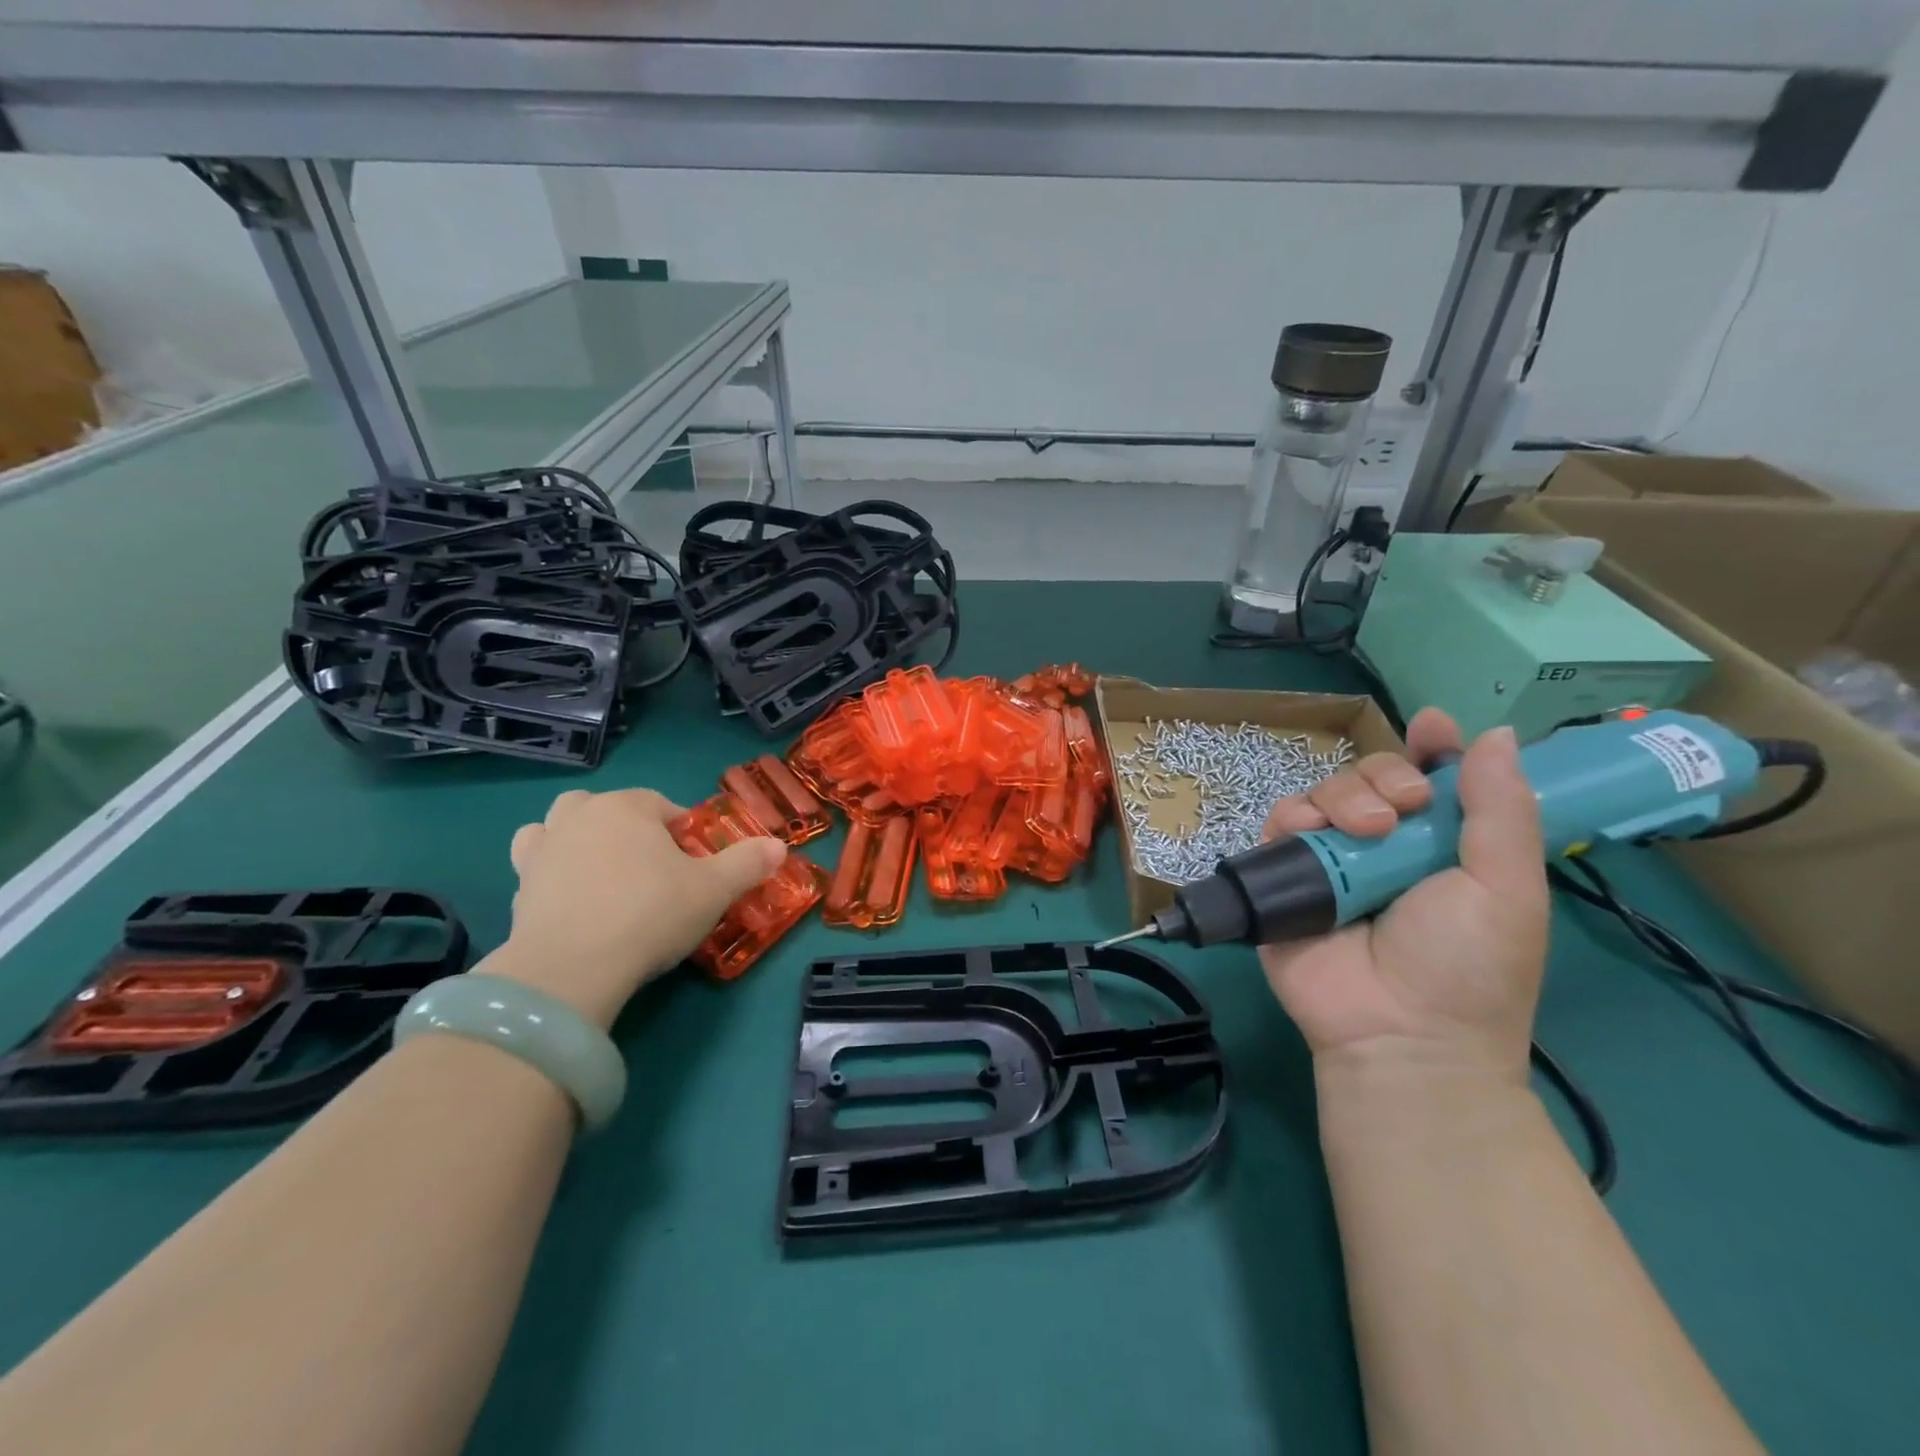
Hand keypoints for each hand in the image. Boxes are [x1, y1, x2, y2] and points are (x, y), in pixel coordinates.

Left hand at [488, 788, 786, 1027]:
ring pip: (558, 827)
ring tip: (602, 875)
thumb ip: (748, 863)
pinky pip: (533, 866)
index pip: (662, 806)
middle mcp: (581, 816)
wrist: (571, 967)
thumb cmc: (650, 913)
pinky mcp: (518, 888)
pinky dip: (551, 874)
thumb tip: (780, 846)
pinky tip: (572, 903)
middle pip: (606, 807)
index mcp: (628, 807)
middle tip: (648, 867)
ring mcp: (543, 850)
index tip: (695, 866)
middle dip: (626, 827)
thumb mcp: (714, 890)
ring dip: (577, 839)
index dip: (683, 833)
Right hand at [1259, 709, 1548, 1084]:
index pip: (1433, 778)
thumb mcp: (1507, 888)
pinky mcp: (1285, 875)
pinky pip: (1279, 822)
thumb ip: (1502, 810)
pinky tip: (1309, 832)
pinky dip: (1292, 816)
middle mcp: (1385, 845)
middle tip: (1403, 809)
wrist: (1399, 1034)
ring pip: (1325, 790)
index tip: (1432, 727)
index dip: (1432, 747)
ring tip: (1363, 833)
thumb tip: (1498, 733)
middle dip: (1385, 775)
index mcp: (1443, 845)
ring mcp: (1332, 859)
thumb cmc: (1468, 966)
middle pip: (1373, 775)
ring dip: (1343, 795)